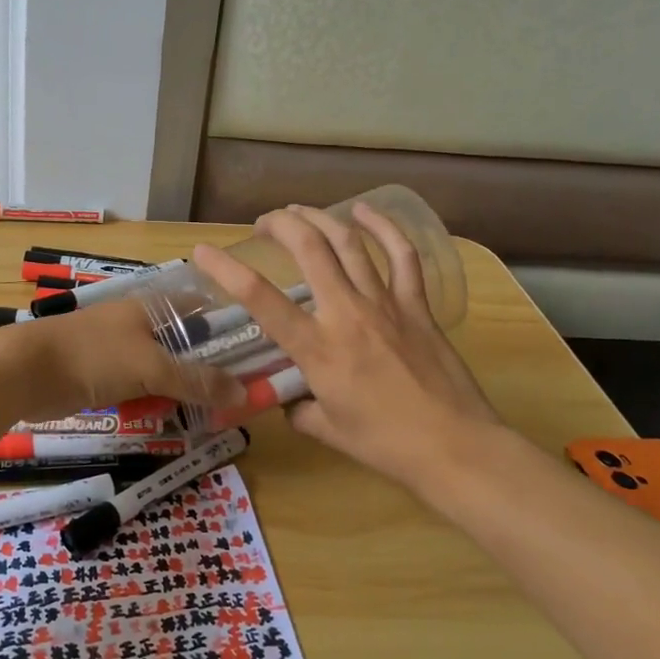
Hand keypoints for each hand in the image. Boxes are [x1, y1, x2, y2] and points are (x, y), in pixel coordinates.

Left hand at [0, 296, 247, 425]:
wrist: (27, 372)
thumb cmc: (93, 356)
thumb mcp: (151, 367)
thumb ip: (196, 380)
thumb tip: (244, 392)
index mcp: (155, 307)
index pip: (205, 310)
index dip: (231, 331)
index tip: (256, 360)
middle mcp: (143, 323)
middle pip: (188, 345)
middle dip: (209, 371)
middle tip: (236, 400)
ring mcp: (123, 350)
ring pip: (166, 370)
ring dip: (182, 391)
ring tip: (209, 416)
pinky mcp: (107, 374)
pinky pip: (142, 387)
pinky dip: (155, 400)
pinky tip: (169, 418)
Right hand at [192, 204, 509, 495]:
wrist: (455, 447)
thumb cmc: (386, 445)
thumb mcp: (328, 430)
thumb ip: (299, 409)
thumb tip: (289, 400)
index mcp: (317, 348)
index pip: (261, 299)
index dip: (226, 269)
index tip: (204, 251)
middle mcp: (346, 314)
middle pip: (310, 248)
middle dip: (281, 225)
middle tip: (265, 223)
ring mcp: (385, 303)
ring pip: (349, 243)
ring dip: (320, 218)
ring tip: (300, 211)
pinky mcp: (417, 305)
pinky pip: (402, 256)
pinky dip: (384, 228)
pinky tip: (365, 211)